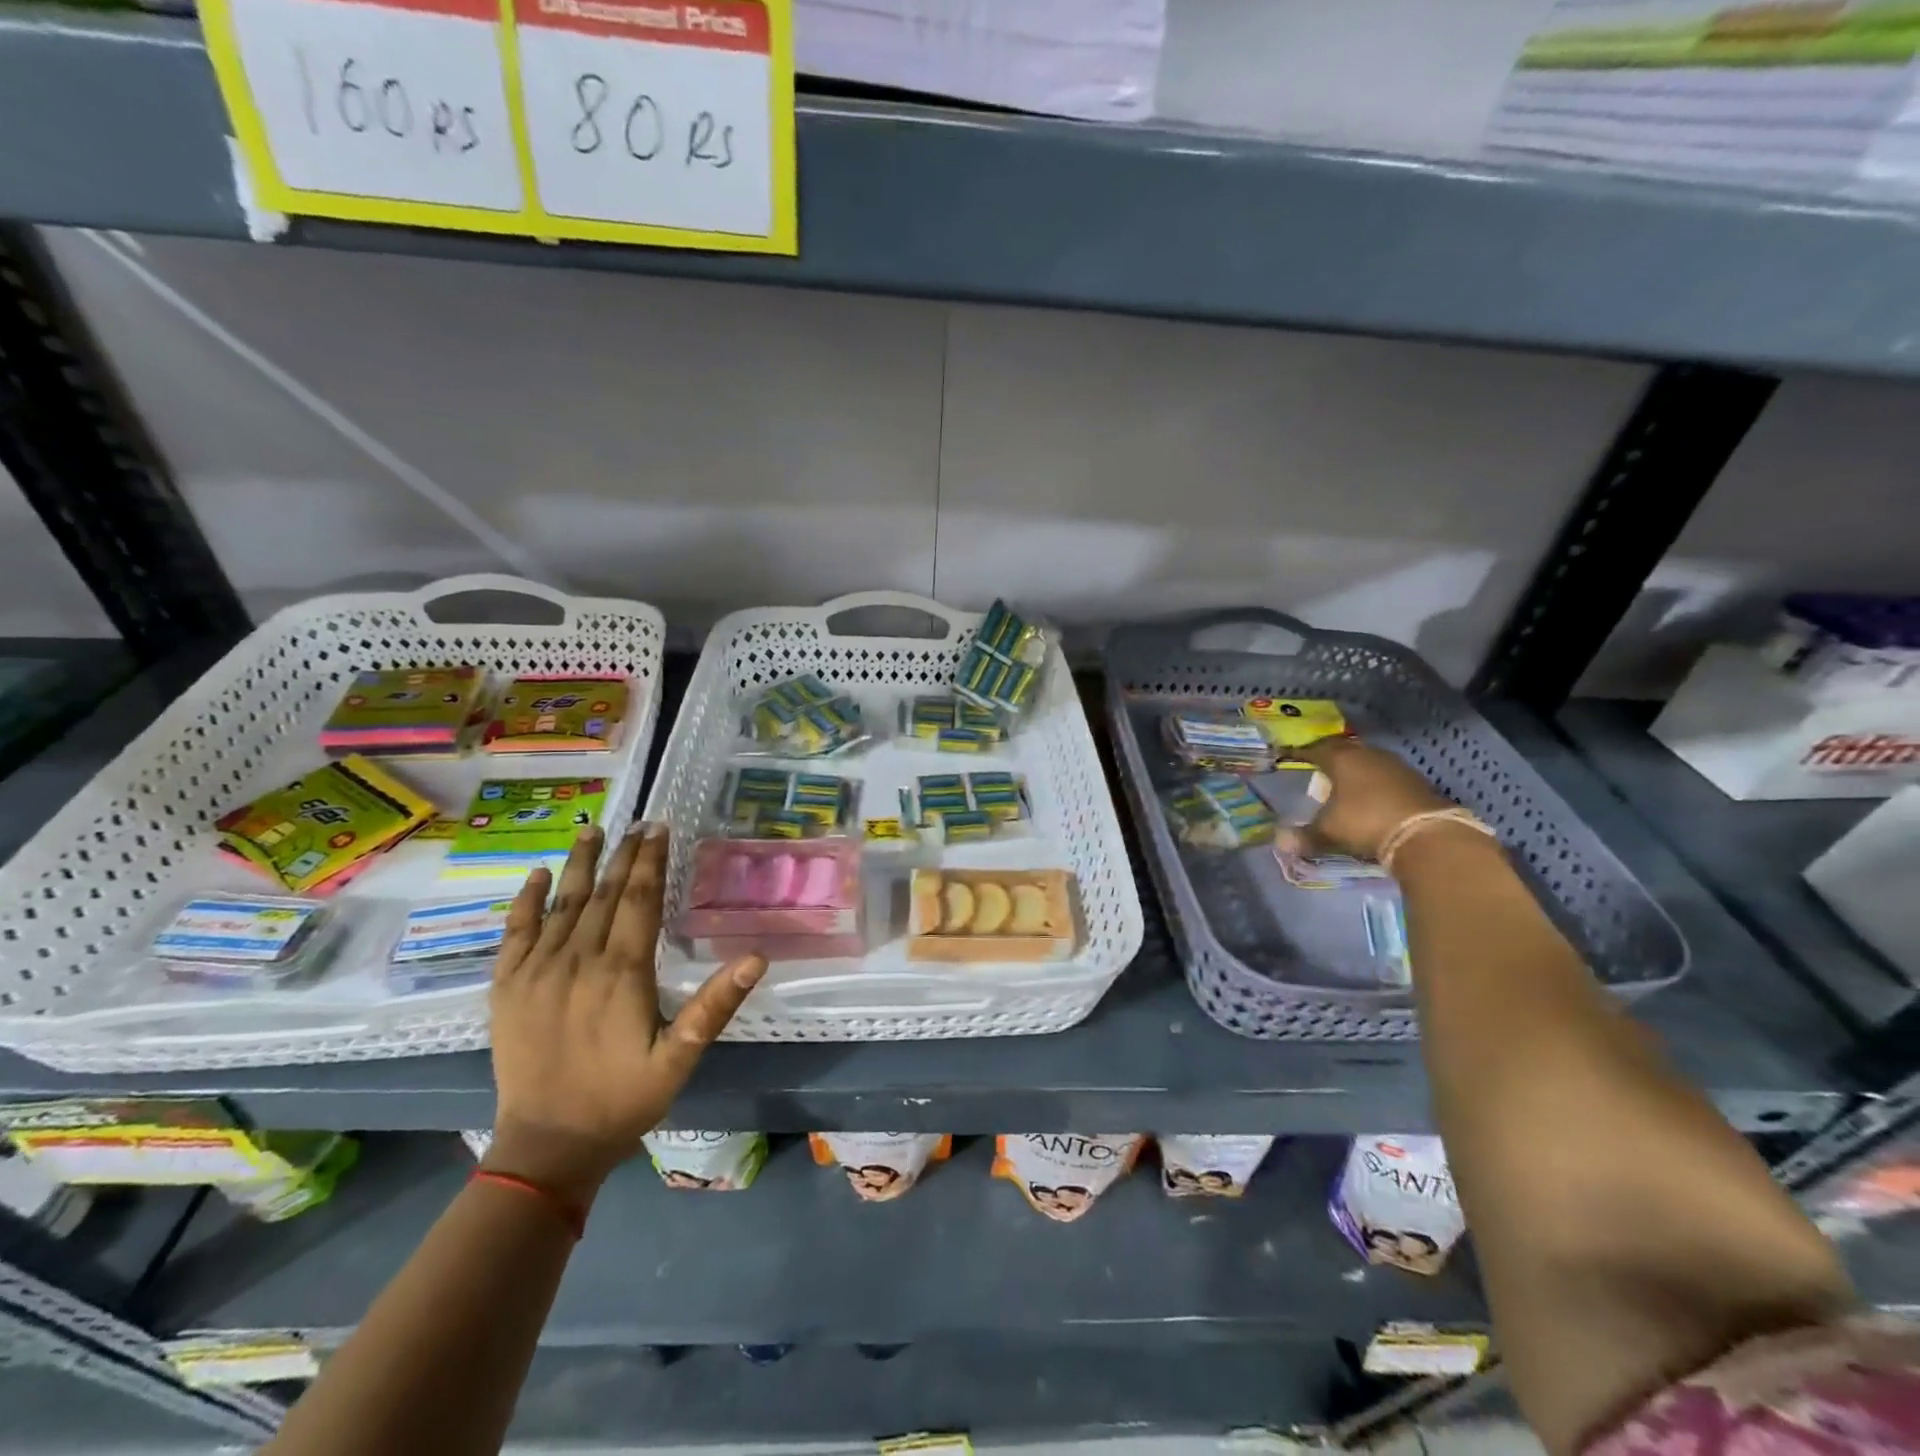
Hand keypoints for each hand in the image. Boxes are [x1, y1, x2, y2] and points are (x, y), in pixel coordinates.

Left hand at [482, 824, 764, 1205]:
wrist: (548, 1146)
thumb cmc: (624, 1099)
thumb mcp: (680, 1056)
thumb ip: (715, 1004)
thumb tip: (756, 958)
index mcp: (622, 972)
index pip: (640, 900)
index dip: (651, 862)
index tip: (659, 829)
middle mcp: (578, 960)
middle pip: (604, 894)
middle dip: (624, 855)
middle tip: (637, 823)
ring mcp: (537, 971)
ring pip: (561, 903)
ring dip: (579, 864)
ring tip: (592, 830)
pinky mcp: (507, 988)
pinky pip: (514, 933)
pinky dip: (525, 902)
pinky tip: (536, 877)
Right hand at [1283, 736, 1452, 861]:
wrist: (1426, 833)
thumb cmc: (1365, 822)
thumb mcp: (1329, 831)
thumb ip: (1304, 835)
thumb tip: (1280, 842)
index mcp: (1341, 759)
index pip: (1315, 750)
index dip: (1301, 754)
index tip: (1289, 757)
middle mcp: (1367, 755)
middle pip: (1343, 750)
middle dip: (1329, 757)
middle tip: (1317, 767)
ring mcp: (1395, 765)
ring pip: (1367, 760)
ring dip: (1355, 769)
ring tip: (1344, 781)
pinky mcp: (1416, 780)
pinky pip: (1386, 775)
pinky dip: (1375, 782)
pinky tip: (1372, 795)